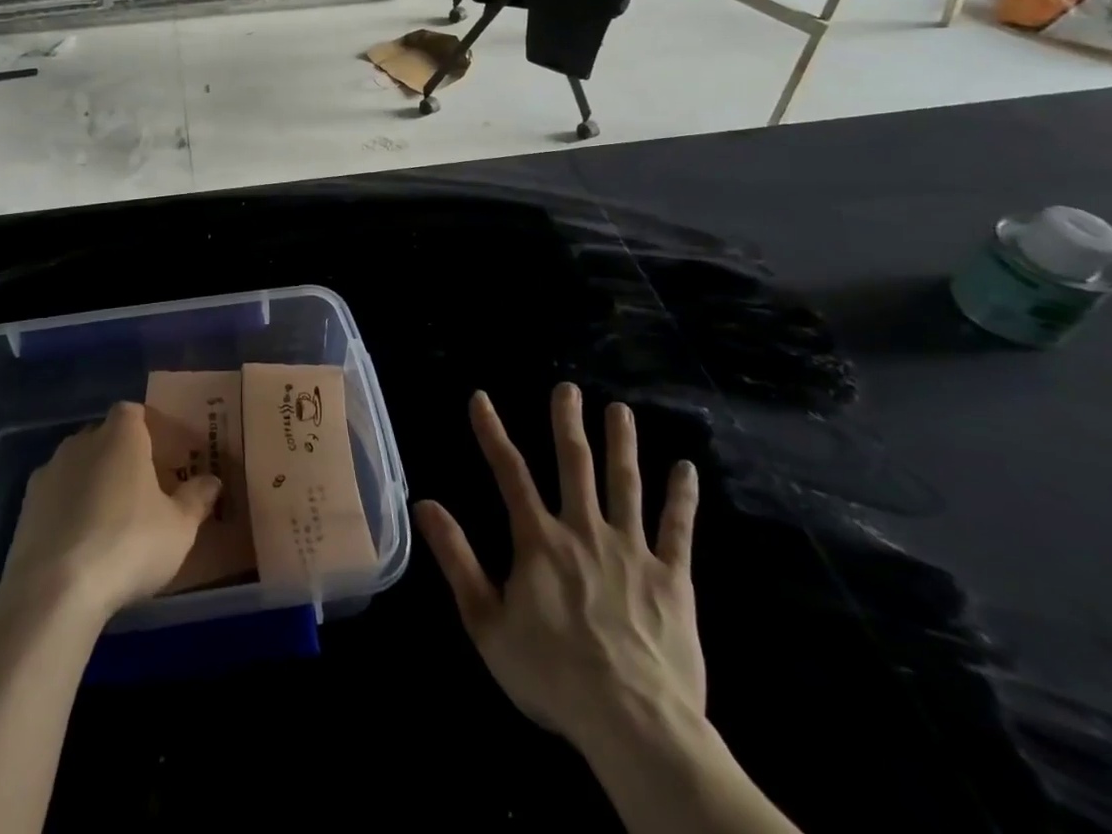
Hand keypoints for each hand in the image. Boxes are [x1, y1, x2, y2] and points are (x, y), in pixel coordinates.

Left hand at [1, 401, 221, 620]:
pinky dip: (68, 509)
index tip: (162, 454)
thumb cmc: (128, 545)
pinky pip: (55, 496)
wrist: (54, 590)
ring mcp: (49, 472)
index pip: (133, 412)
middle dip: (120, 456)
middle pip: (104, 437)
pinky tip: (80, 542)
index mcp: (121, 435)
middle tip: (141, 489)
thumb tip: (212, 481)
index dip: (147, 428)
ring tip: (110, 518)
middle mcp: (81, 441)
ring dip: (92, 482)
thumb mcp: (179, 528)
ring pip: (77, 466)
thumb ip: (196, 499)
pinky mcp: (25, 507)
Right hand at [415, 385, 703, 760]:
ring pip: (625, 484)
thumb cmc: (552, 673)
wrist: (634, 723)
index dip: (491, 431)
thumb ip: (456, 557)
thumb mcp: (486, 621)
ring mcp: (632, 550)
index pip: (509, 472)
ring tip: (619, 410)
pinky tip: (687, 468)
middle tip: (567, 388)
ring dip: (622, 444)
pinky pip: (678, 529)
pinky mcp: (672, 579)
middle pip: (575, 464)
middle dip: (568, 422)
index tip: (480, 398)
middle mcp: (584, 530)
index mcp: (539, 539)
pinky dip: (682, 497)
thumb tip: (424, 503)